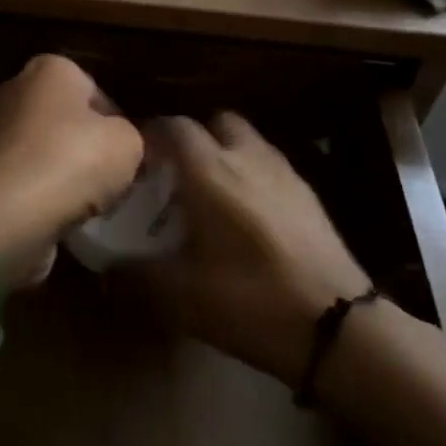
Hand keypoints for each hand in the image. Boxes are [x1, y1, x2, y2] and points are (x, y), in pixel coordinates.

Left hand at [0, 55, 143, 289]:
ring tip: (86, 202)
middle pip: (65, 118)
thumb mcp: (128, 144)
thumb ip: (130, 137)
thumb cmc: (73, 161)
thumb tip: (120, 145)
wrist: (8, 212)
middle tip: (110, 178)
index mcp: (51, 68)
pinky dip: (38, 193)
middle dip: (85, 145)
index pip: (95, 91)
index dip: (116, 123)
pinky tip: (58, 214)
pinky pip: (23, 177)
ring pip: (42, 149)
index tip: (127, 153)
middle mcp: (15, 89)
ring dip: (61, 172)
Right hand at [134, 113, 371, 386]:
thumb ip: (139, 273)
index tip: (134, 157)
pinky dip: (251, 173)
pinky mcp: (308, 191)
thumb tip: (109, 264)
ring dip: (224, 152)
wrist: (336, 325)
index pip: (173, 126)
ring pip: (245, 140)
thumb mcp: (183, 296)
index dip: (150, 134)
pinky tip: (247, 214)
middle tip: (175, 172)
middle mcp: (246, 156)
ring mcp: (283, 170)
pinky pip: (269, 164)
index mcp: (210, 171)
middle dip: (191, 138)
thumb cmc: (251, 301)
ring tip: (211, 191)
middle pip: (214, 121)